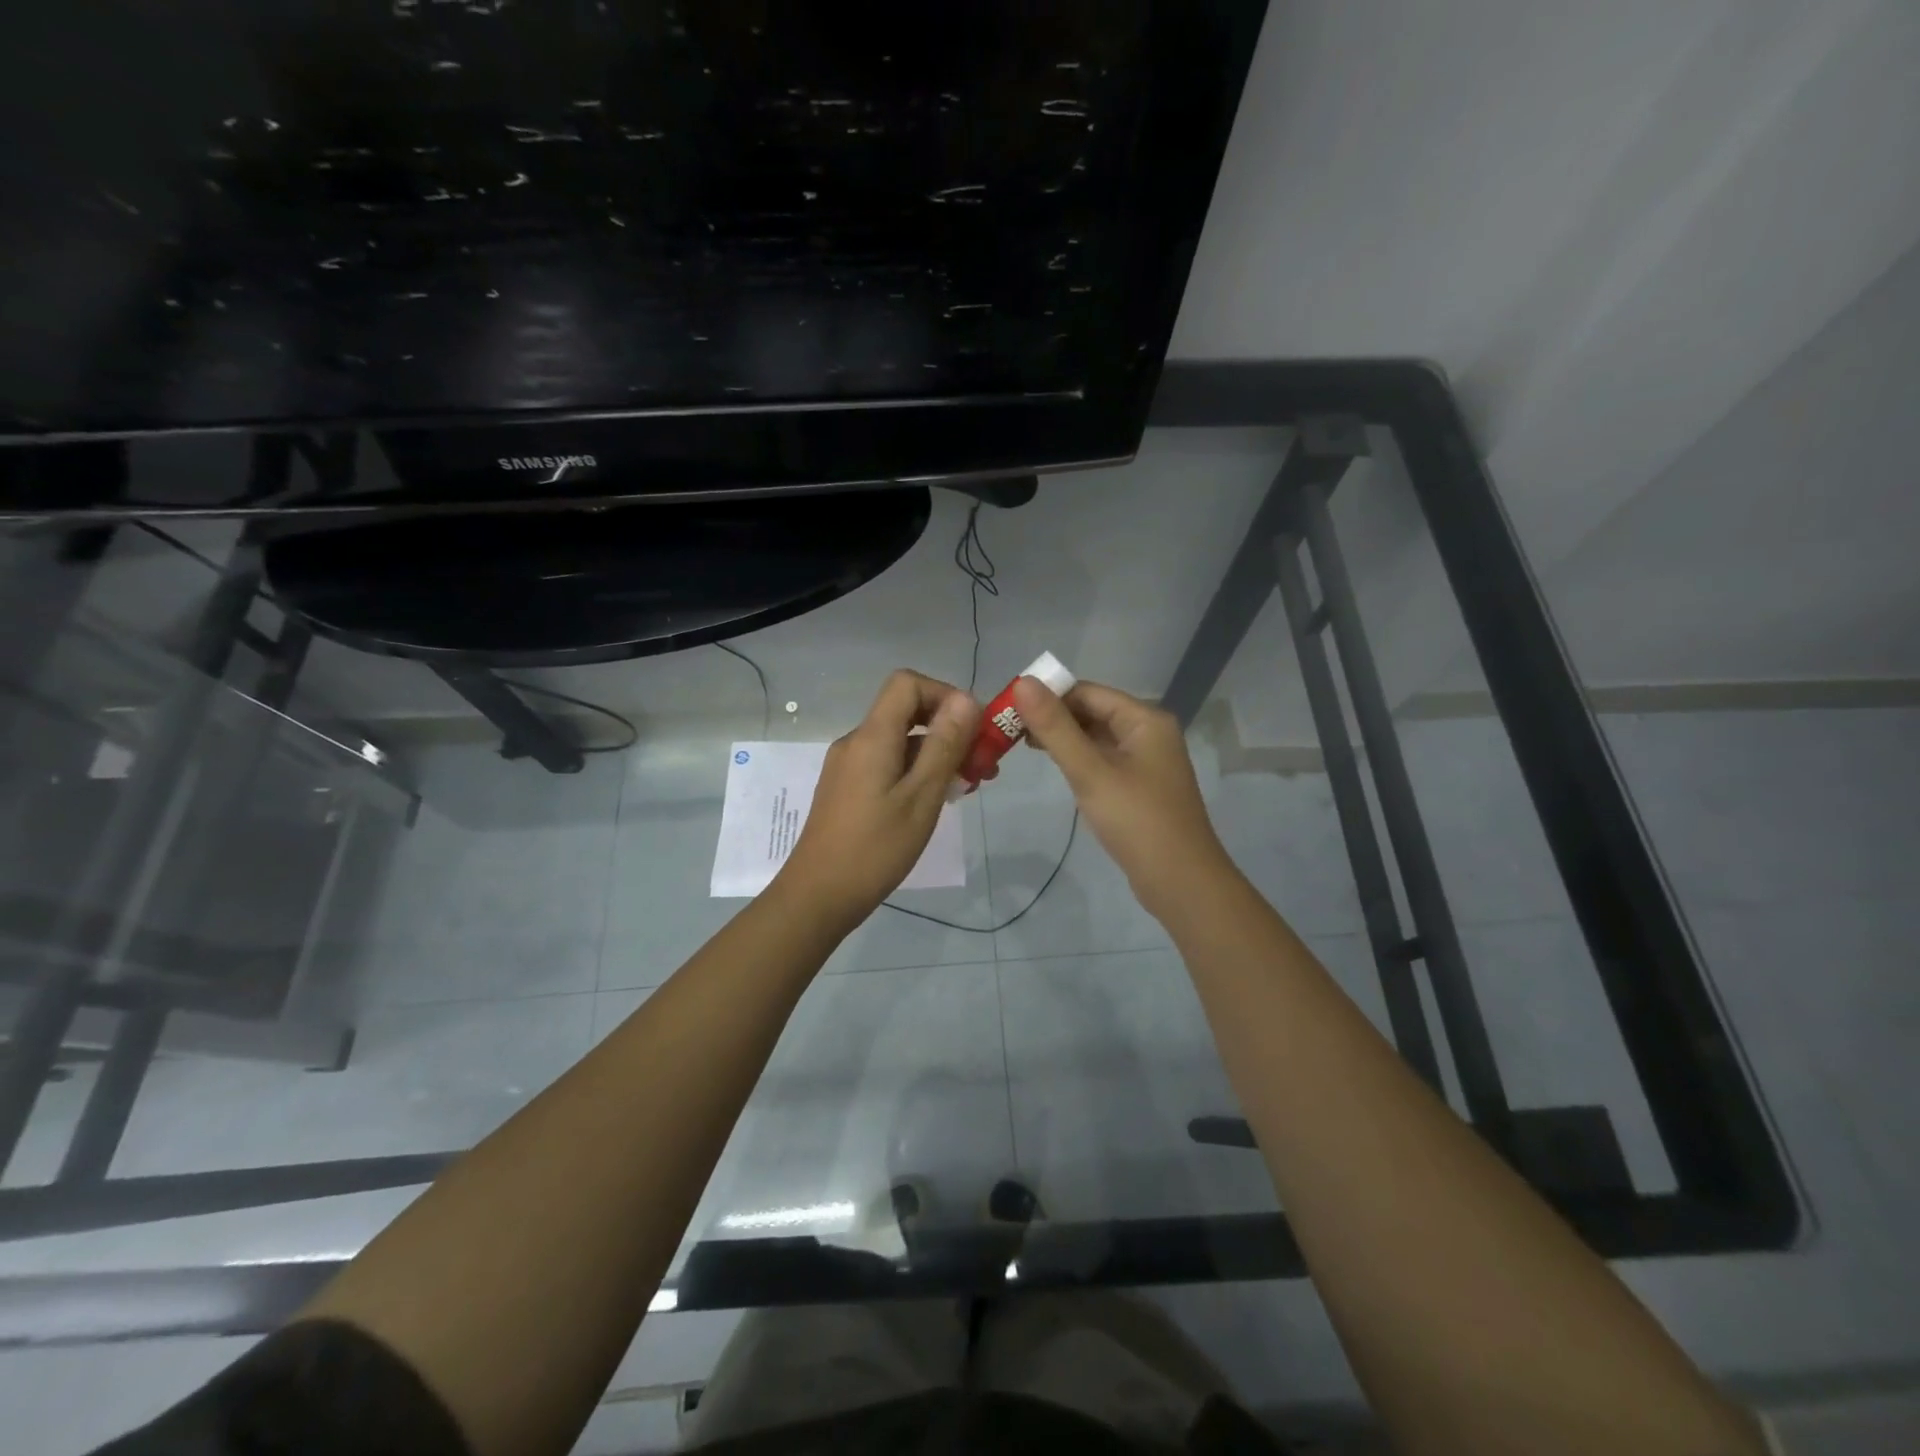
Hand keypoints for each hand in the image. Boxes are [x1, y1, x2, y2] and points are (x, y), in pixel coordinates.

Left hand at [776, 670, 980, 928]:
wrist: (818, 896)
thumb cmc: (875, 848)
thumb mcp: (922, 797)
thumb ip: (944, 745)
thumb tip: (967, 699)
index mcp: (872, 736)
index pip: (907, 683)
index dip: (945, 695)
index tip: (974, 729)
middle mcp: (857, 742)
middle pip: (907, 712)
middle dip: (950, 730)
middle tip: (983, 765)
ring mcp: (849, 765)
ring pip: (900, 741)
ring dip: (937, 754)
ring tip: (968, 787)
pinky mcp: (847, 788)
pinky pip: (888, 763)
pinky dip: (917, 771)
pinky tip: (937, 800)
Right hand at [1011, 677, 1232, 917]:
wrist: (1180, 882)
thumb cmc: (1137, 821)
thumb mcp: (1090, 771)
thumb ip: (1055, 728)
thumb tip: (1022, 682)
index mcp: (1145, 719)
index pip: (1087, 692)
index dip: (1047, 695)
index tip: (1008, 708)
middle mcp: (1148, 732)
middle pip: (1092, 711)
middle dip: (1052, 717)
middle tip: (1008, 730)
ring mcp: (1146, 761)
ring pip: (1096, 737)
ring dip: (1062, 739)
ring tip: (1021, 747)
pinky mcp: (1139, 786)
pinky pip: (1103, 760)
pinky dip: (1078, 759)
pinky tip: (1055, 768)